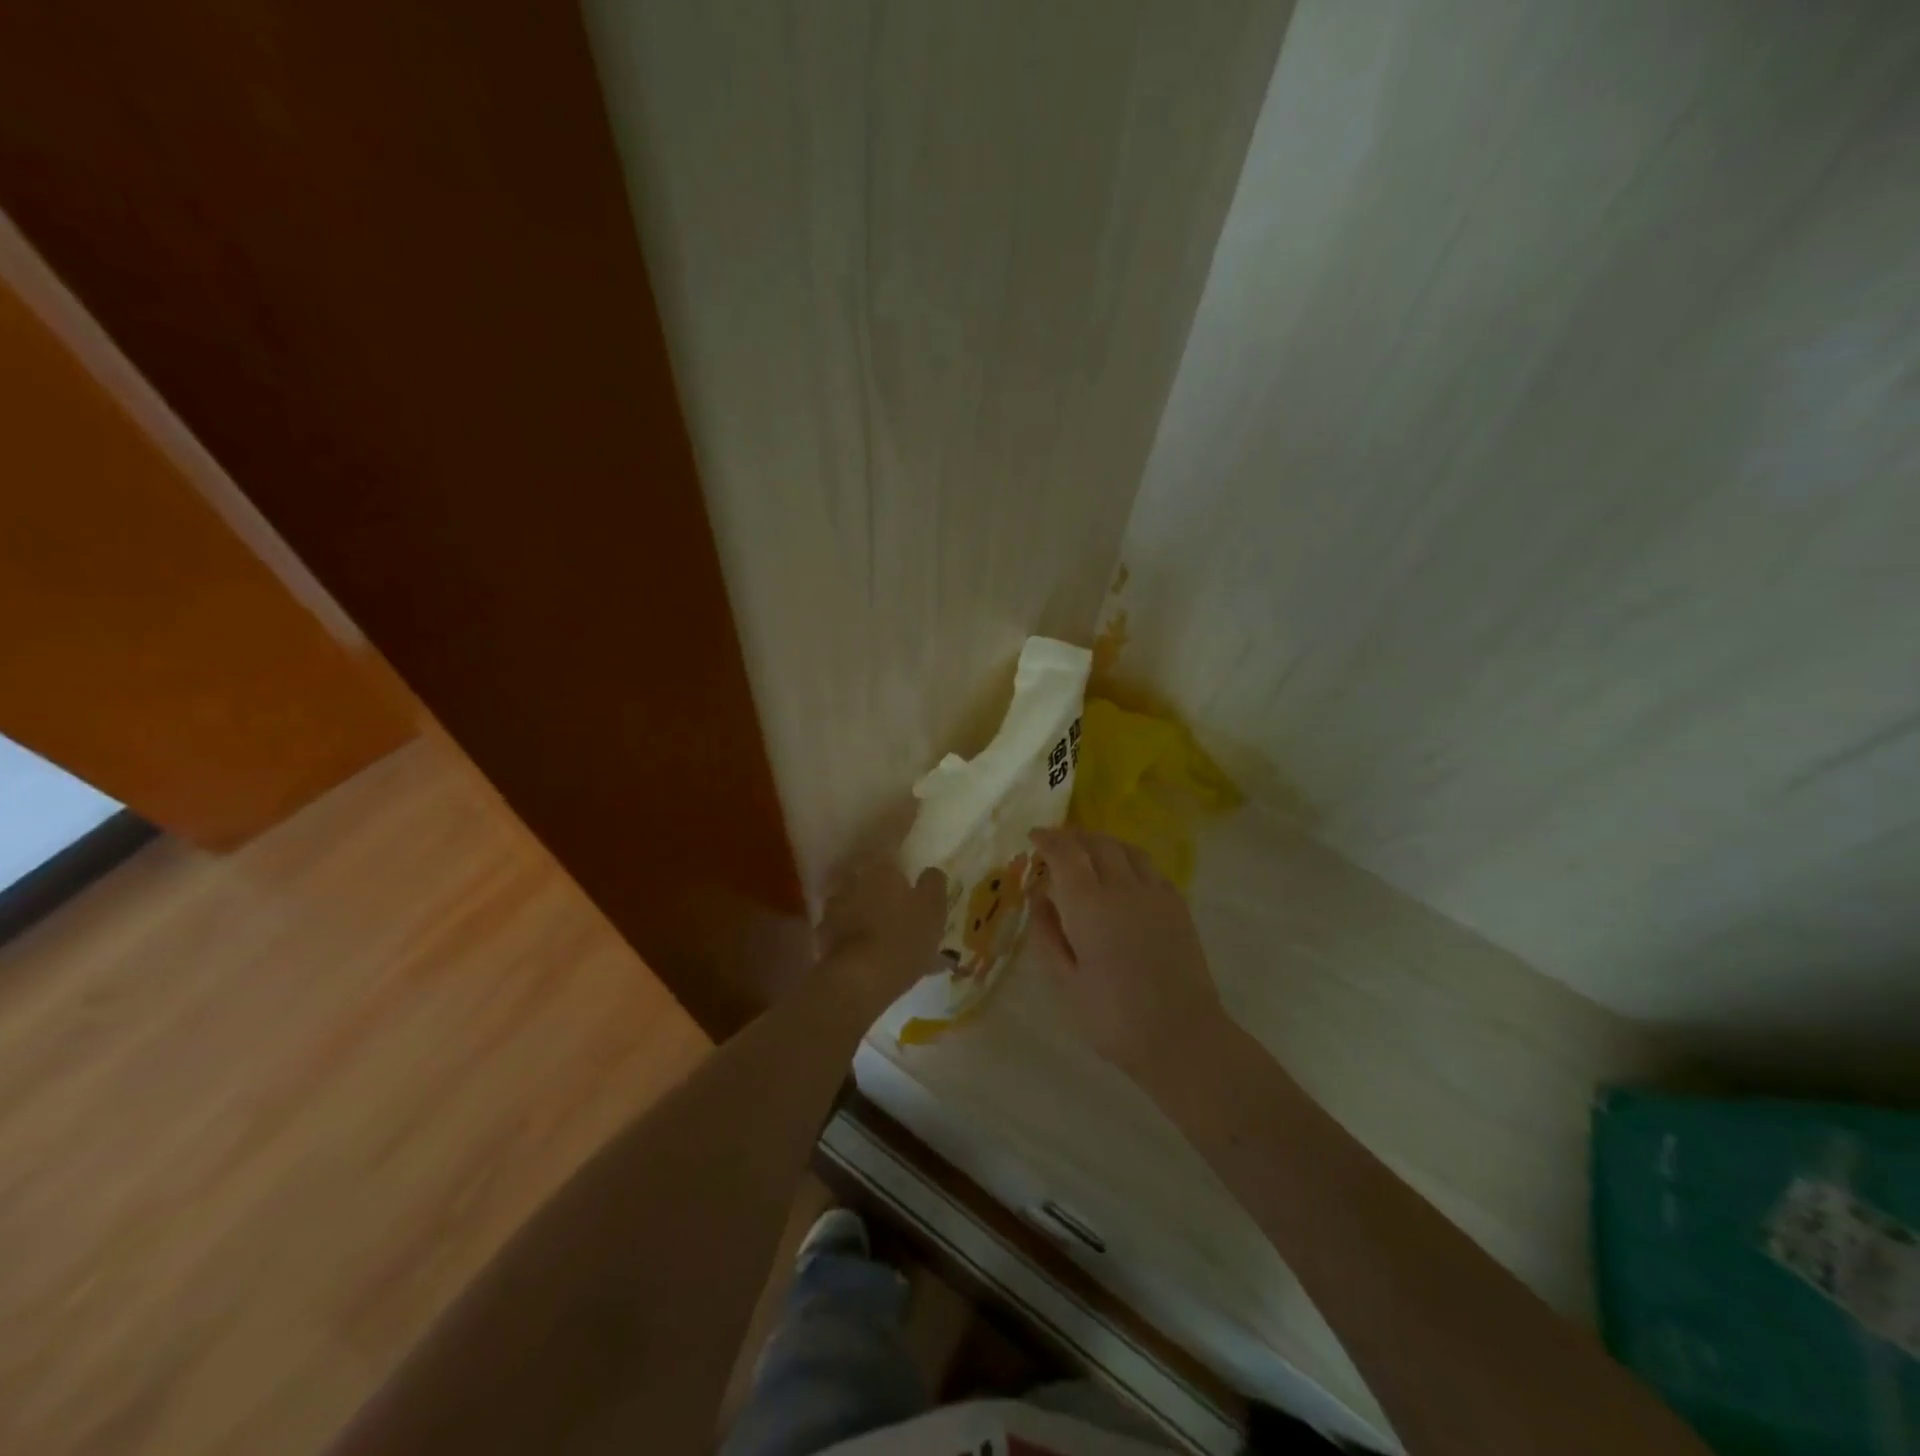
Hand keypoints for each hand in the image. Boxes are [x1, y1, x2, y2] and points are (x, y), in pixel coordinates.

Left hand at [815, 847, 945, 1008]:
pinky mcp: (824, 935)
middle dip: (883, 894)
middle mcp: (854, 881)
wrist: (859, 979)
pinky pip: (845, 930)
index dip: (901, 872)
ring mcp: (835, 908)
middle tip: (900, 914)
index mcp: (882, 870)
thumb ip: (933, 884)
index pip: (891, 858)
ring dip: (867, 915)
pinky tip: (868, 954)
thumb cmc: (904, 938)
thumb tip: (930, 871)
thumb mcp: (933, 909)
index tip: (910, 885)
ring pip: (856, 905)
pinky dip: (854, 937)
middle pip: (871, 882)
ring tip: (884, 938)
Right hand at [1028, 826, 1228, 1084]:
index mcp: (1089, 905)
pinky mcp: (1178, 906)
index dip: (1047, 839)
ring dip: (1103, 843)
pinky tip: (1123, 876)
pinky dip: (1129, 860)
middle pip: (1097, 843)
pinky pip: (1149, 868)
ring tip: (1088, 852)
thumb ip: (1047, 934)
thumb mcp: (1064, 982)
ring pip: (1127, 849)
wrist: (1182, 1036)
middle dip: (1073, 837)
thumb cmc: (1112, 1017)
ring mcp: (1156, 894)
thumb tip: (1039, 897)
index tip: (1033, 836)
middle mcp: (1123, 887)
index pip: (1065, 853)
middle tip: (1056, 842)